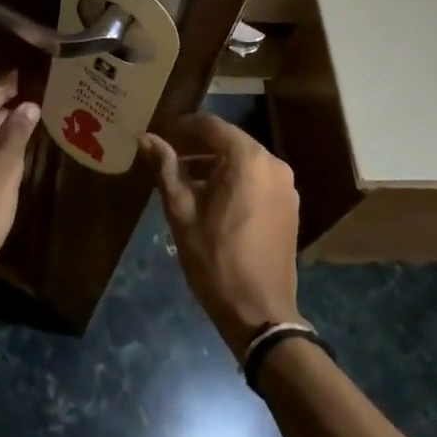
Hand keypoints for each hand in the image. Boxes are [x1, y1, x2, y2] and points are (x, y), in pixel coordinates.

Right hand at [141, 114, 301, 359]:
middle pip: (229, 141)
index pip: (211, 125)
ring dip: (216, 163)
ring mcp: (285, 184)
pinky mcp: (289, 205)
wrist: (260, 311)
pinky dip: (235, 179)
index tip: (160, 133)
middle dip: (198, 145)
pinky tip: (212, 197)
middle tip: (168, 155)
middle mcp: (272, 163)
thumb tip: (147, 138)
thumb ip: (166, 169)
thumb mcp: (182, 212)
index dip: (183, 126)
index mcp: (247, 159)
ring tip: (185, 178)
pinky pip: (257, 178)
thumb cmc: (215, 259)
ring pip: (244, 160)